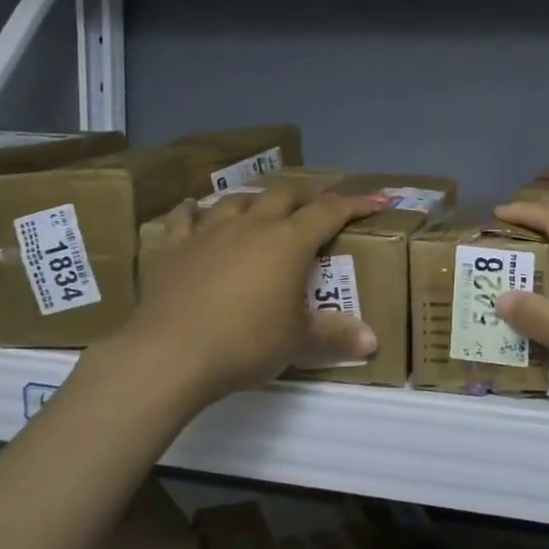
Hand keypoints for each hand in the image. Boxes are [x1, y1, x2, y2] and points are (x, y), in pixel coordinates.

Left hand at [124, 183, 387, 405]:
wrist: (171, 354)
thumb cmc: (245, 343)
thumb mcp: (297, 343)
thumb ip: (335, 336)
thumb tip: (372, 341)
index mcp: (288, 242)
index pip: (329, 212)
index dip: (356, 203)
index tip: (377, 199)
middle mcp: (252, 225)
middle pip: (283, 195)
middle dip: (305, 196)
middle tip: (316, 206)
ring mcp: (210, 231)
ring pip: (237, 200)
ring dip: (254, 200)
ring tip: (261, 208)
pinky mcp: (174, 247)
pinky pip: (184, 218)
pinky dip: (193, 211)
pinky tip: (192, 210)